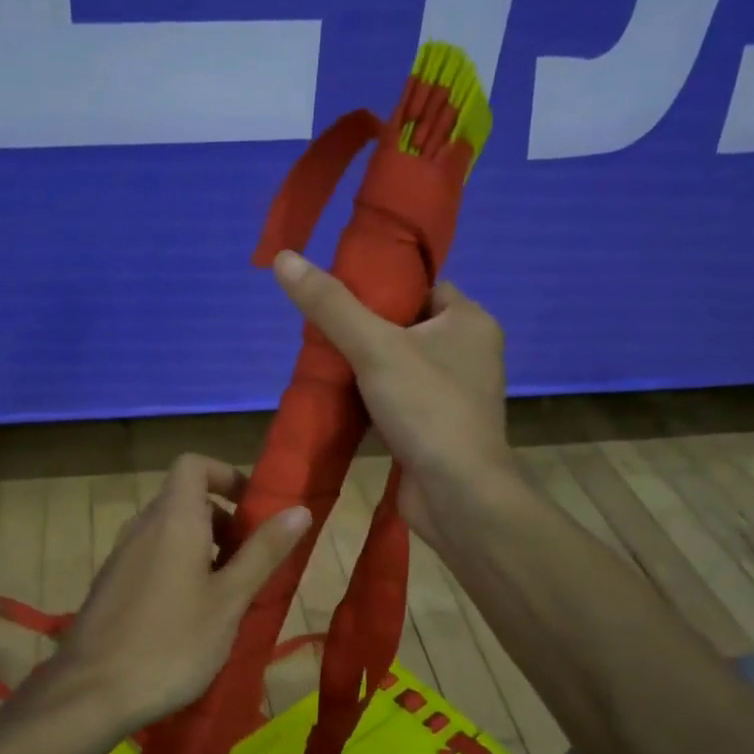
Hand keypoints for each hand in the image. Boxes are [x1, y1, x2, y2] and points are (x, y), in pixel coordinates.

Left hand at [42, 455, 311, 733]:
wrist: (91, 692)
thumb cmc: (172, 643)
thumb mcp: (230, 600)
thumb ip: (264, 552)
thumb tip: (299, 509)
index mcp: (173, 519)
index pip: (193, 465)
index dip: (226, 475)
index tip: (253, 510)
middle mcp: (142, 526)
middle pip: (185, 500)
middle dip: (223, 522)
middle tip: (249, 564)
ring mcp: (121, 556)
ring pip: (169, 532)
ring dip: (203, 549)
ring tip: (226, 596)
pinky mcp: (111, 584)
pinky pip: (152, 557)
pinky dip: (178, 568)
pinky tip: (191, 617)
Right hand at [272, 249, 512, 549]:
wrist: (457, 494)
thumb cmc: (426, 409)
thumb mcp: (374, 347)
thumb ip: (330, 305)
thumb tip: (284, 258)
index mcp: (469, 321)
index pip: (422, 286)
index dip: (381, 286)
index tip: (338, 295)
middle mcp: (468, 353)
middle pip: (406, 326)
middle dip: (364, 330)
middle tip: (321, 333)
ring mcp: (454, 393)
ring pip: (399, 366)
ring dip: (364, 368)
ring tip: (322, 363)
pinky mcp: (437, 427)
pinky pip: (399, 399)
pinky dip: (371, 399)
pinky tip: (339, 401)